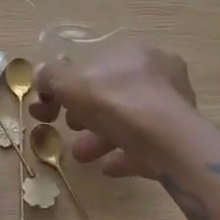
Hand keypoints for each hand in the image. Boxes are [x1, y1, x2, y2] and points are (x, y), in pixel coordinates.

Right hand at [30, 40, 200, 179]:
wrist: (169, 141)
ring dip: (100, 137)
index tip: (50, 106)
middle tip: (68, 127)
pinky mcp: (179, 136)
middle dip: (85, 113)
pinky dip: (124, 153)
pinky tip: (108, 166)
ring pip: (128, 120)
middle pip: (112, 93)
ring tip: (82, 155)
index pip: (94, 64)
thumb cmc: (117, 101)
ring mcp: (172, 106)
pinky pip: (144, 144)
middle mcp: (157, 73)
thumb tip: (40, 73)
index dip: (67, 85)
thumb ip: (51, 76)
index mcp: (133, 52)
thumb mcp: (70, 83)